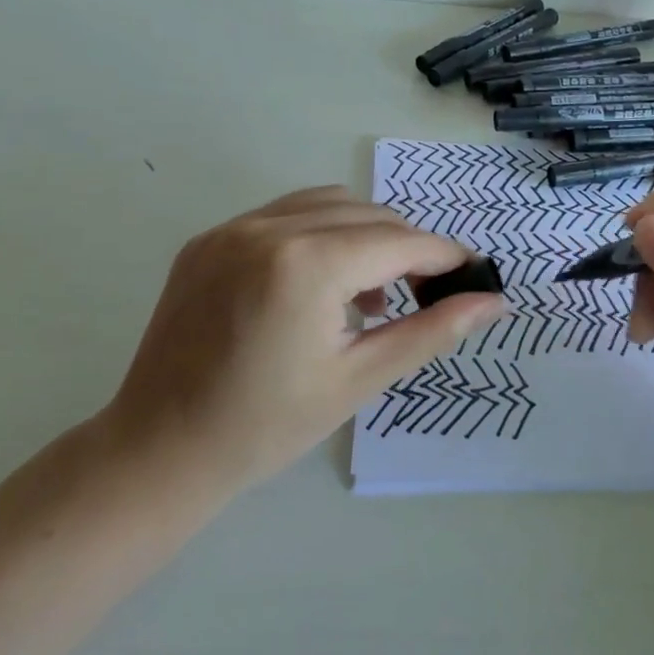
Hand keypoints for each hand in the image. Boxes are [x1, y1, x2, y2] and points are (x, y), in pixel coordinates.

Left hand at [102, 186, 506, 493]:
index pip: (399, 242)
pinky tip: (321, 282)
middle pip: (368, 215)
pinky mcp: (208, 239)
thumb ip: (432, 331)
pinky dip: (319, 233)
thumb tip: (493, 303)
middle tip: (427, 292)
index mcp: (307, 264)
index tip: (473, 274)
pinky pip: (283, 215)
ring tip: (372, 292)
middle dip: (407, 247)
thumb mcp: (359, 379)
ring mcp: (231, 228)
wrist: (160, 450)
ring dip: (365, 233)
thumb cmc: (267, 426)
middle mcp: (268, 228)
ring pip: (327, 204)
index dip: (445, 256)